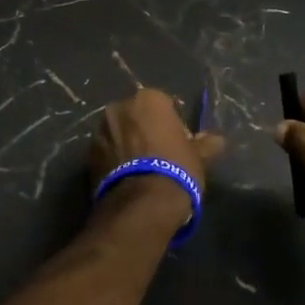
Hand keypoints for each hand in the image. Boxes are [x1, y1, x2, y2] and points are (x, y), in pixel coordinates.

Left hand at [89, 88, 225, 196]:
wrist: (141, 204)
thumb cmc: (176, 170)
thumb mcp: (198, 157)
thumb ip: (206, 144)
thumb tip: (216, 140)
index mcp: (148, 99)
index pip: (165, 105)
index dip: (173, 124)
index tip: (179, 142)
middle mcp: (119, 107)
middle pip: (137, 116)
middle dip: (146, 130)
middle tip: (160, 154)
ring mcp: (100, 131)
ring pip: (119, 133)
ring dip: (128, 145)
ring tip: (142, 169)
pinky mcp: (88, 155)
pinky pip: (107, 152)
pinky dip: (115, 160)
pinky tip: (128, 178)